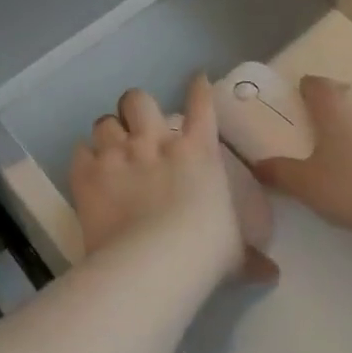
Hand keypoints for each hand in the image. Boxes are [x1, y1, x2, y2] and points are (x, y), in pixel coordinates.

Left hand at [70, 77, 276, 282]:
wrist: (154, 262)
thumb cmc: (204, 251)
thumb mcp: (234, 252)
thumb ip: (249, 256)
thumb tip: (271, 273)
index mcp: (198, 151)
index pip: (201, 104)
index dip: (198, 87)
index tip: (196, 78)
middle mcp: (156, 142)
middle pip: (138, 99)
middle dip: (136, 108)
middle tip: (137, 126)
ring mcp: (119, 154)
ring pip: (104, 121)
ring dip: (108, 133)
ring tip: (109, 149)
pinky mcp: (89, 174)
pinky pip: (80, 151)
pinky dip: (84, 159)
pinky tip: (88, 170)